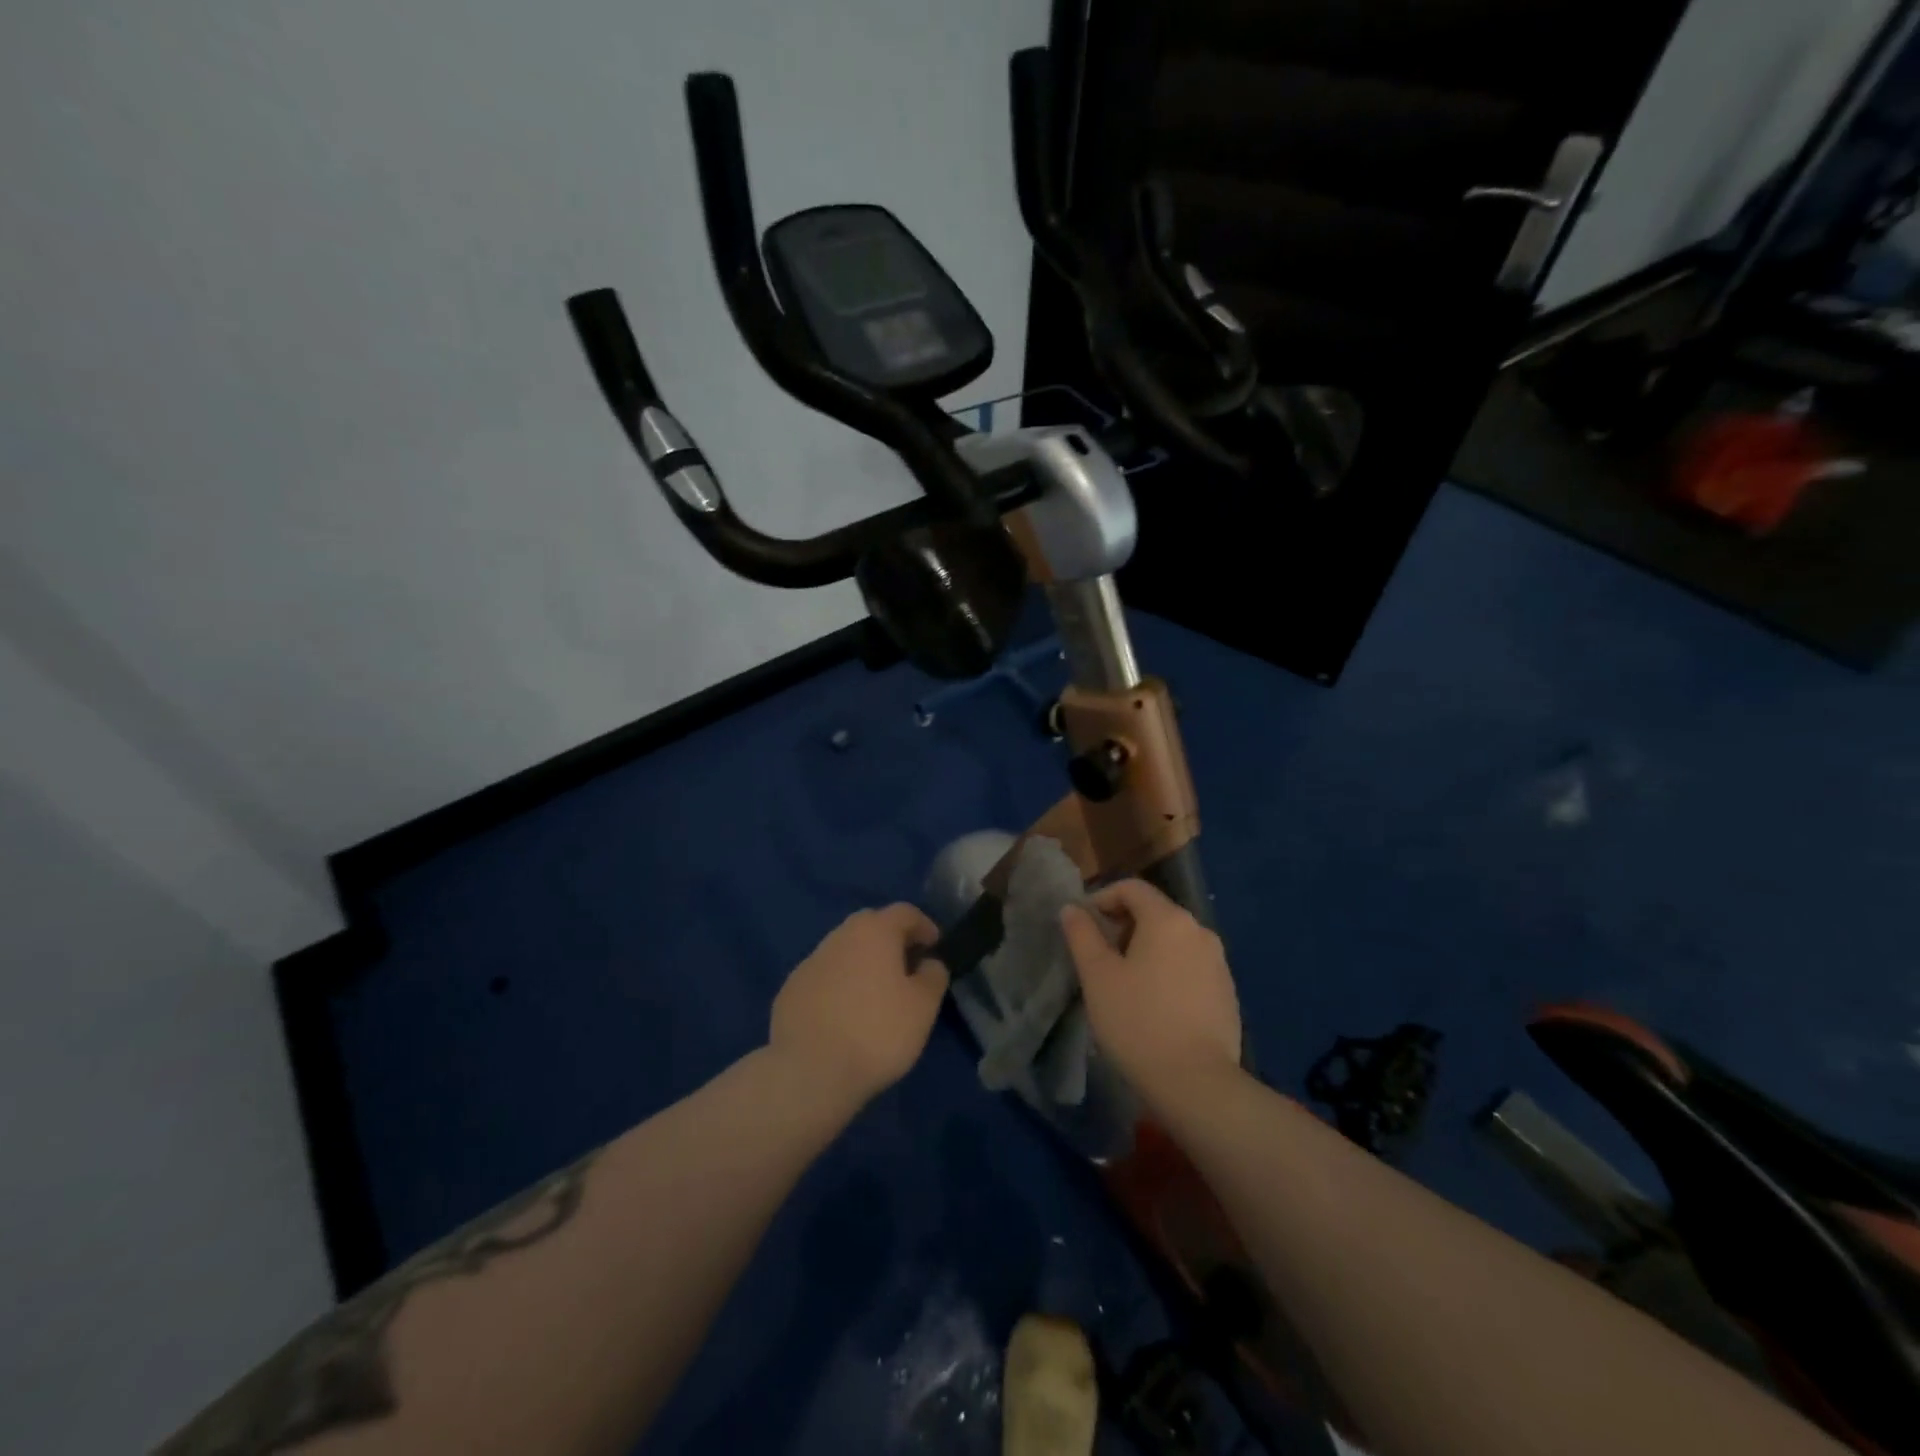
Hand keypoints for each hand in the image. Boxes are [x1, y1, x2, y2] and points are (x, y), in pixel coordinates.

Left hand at [769, 904, 949, 1111]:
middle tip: (907, 967)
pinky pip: (824, 977)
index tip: (935, 947)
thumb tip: (929, 962)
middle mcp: (839, 936)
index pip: (905, 912)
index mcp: (874, 931)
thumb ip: (933, 975)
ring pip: (844, 951)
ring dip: (863, 963)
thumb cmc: (877, 1032)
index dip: (924, 926)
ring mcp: (810, 962)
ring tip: (876, 994)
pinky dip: (839, 985)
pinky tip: (844, 1015)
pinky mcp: (790, 990)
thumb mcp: (923, 1006)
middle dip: (891, 940)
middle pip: (871, 926)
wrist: (809, 1071)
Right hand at [1059, 879, 1241, 1107]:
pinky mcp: (1227, 992)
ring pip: (1173, 941)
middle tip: (1099, 958)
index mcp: (1168, 919)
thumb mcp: (1097, 976)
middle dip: (1122, 926)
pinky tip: (1154, 1006)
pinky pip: (1190, 966)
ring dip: (1145, 950)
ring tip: (1124, 984)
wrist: (1197, 1083)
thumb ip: (1081, 934)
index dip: (1102, 899)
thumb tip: (1072, 908)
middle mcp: (1199, 930)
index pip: (1132, 888)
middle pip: (1154, 912)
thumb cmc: (1138, 1022)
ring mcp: (1218, 962)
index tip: (1082, 927)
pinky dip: (1168, 971)